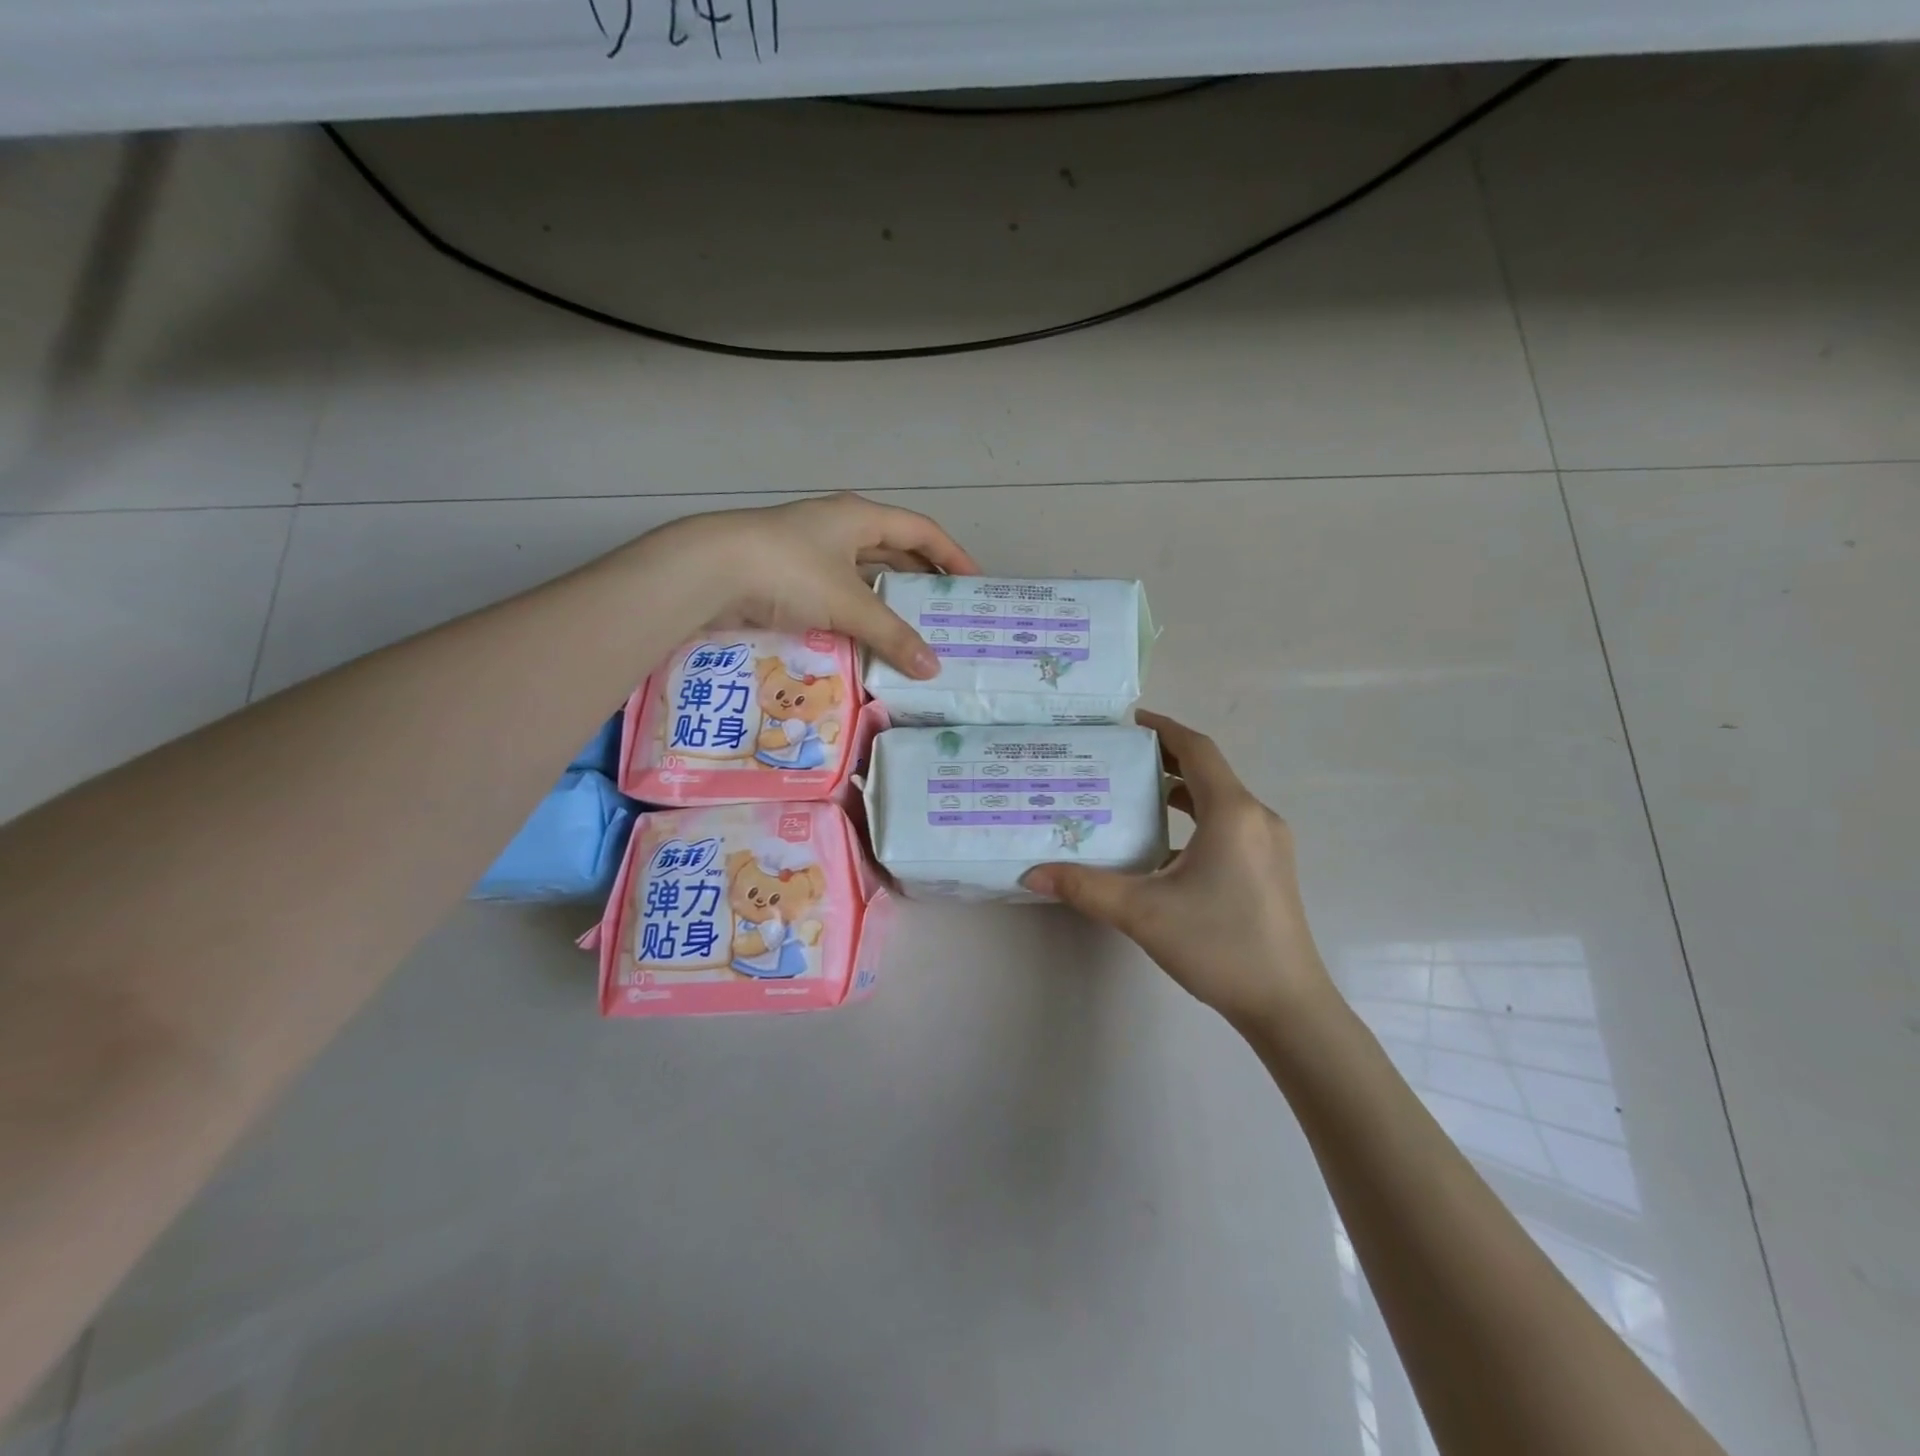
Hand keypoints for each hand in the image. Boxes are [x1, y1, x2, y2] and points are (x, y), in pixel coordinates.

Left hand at [649, 493, 978, 678]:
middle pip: (894, 552)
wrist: (708, 572)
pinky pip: (837, 596)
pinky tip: (868, 640)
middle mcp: (839, 529)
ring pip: (863, 577)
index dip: (952, 556)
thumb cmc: (789, 571)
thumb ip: (893, 636)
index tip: (976, 585)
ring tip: (914, 633)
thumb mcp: (848, 603)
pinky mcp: (789, 579)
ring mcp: (811, 553)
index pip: (922, 531)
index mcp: (860, 517)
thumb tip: (933, 668)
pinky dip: (856, 616)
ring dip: (887, 603)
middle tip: (948, 614)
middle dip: (922, 581)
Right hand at [1022, 711, 1334, 1029]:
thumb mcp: (1143, 912)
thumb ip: (1085, 887)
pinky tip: (1161, 848)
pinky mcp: (1269, 868)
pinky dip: (1194, 821)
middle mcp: (1256, 817)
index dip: (1163, 728)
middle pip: (1207, 771)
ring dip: (1179, 791)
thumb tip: (1032, 873)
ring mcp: (1268, 844)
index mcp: (1232, 812)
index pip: (1196, 749)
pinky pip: (1228, 825)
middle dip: (1164, 759)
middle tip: (1117, 759)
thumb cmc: (1219, 945)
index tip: (1128, 722)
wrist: (1287, 1005)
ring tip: (1132, 795)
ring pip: (1218, 800)